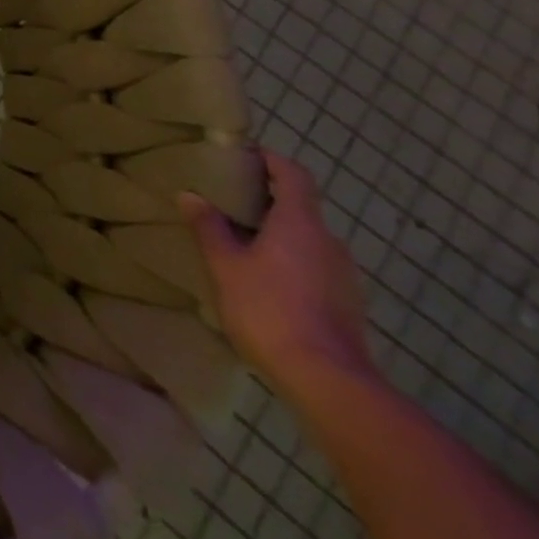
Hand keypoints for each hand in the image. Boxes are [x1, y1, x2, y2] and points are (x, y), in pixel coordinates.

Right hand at [180, 151, 374, 397]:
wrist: (328, 382)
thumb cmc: (269, 309)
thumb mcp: (225, 265)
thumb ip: (209, 227)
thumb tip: (191, 195)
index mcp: (300, 223)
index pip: (293, 174)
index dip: (271, 160)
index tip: (243, 156)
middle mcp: (329, 242)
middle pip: (300, 207)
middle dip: (267, 200)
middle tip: (229, 202)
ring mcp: (344, 276)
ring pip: (308, 240)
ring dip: (278, 234)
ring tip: (242, 243)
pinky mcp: (347, 305)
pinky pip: (315, 267)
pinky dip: (291, 262)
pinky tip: (264, 282)